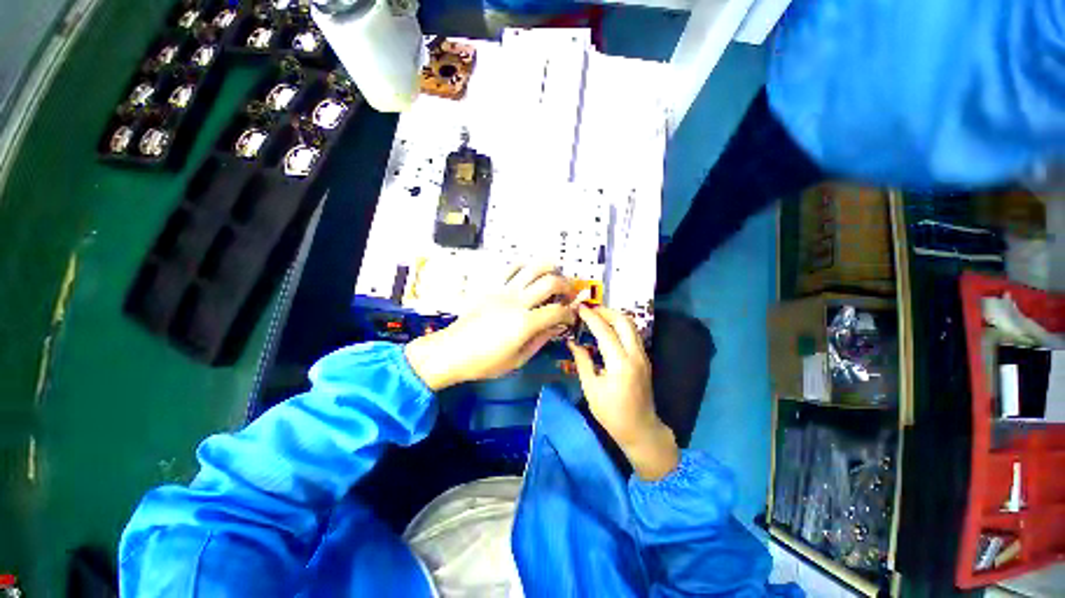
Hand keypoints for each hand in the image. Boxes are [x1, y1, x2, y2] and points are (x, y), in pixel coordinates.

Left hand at [405, 265, 575, 390]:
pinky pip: (511, 267)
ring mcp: (503, 290)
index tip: (570, 317)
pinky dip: (526, 265)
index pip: (557, 311)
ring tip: (554, 278)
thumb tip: (556, 327)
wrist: (451, 351)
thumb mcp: (517, 360)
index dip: (569, 313)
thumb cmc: (484, 362)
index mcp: (524, 324)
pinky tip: (531, 274)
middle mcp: (517, 301)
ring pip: (533, 267)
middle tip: (567, 295)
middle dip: (566, 287)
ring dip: (550, 269)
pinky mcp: (492, 286)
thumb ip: (540, 340)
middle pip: (550, 282)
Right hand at [568, 306, 678, 480]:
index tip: (579, 308)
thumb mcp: (591, 388)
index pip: (604, 331)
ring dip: (614, 317)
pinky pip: (632, 334)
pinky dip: (620, 326)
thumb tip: (572, 342)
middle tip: (589, 310)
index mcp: (620, 363)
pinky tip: (607, 330)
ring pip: (631, 325)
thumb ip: (582, 361)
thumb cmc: (612, 413)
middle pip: (624, 321)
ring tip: (596, 316)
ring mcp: (643, 356)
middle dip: (606, 311)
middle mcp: (635, 355)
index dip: (591, 317)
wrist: (640, 429)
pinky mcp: (644, 359)